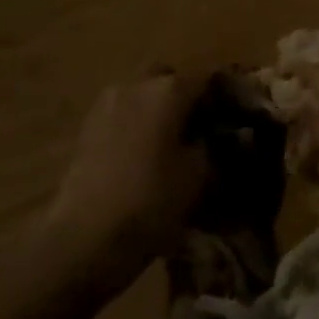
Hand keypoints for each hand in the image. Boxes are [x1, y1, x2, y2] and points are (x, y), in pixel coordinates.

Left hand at [42, 71, 208, 285]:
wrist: (83, 239)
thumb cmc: (151, 201)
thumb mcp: (199, 175)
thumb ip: (214, 145)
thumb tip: (221, 134)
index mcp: (169, 89)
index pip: (208, 78)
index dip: (224, 96)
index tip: (235, 118)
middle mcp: (136, 85)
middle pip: (169, 79)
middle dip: (185, 96)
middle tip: (199, 126)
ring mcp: (106, 105)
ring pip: (142, 95)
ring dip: (157, 110)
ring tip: (171, 143)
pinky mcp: (86, 128)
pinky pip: (122, 114)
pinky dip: (136, 125)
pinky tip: (144, 154)